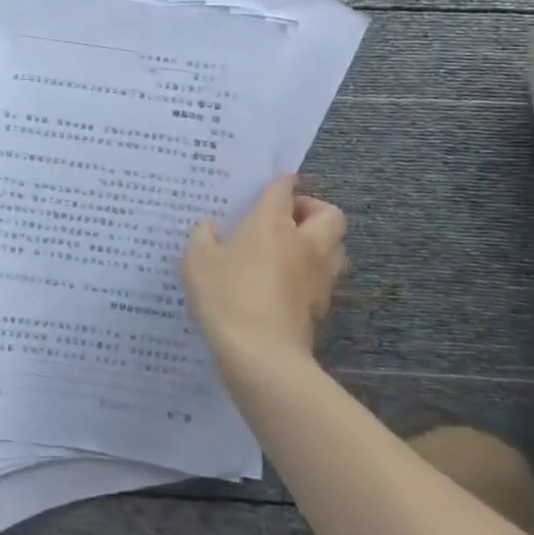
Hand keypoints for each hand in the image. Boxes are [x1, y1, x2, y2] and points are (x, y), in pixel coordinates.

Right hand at [181, 174, 347, 373]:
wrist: (260, 354)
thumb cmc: (226, 295)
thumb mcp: (198, 261)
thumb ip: (203, 237)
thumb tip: (210, 227)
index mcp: (273, 225)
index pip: (284, 191)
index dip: (282, 182)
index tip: (278, 180)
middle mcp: (304, 244)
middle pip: (331, 215)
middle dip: (313, 210)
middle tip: (287, 217)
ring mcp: (318, 277)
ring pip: (336, 248)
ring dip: (319, 242)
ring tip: (290, 249)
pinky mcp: (321, 307)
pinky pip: (324, 278)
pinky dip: (311, 274)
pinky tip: (284, 282)